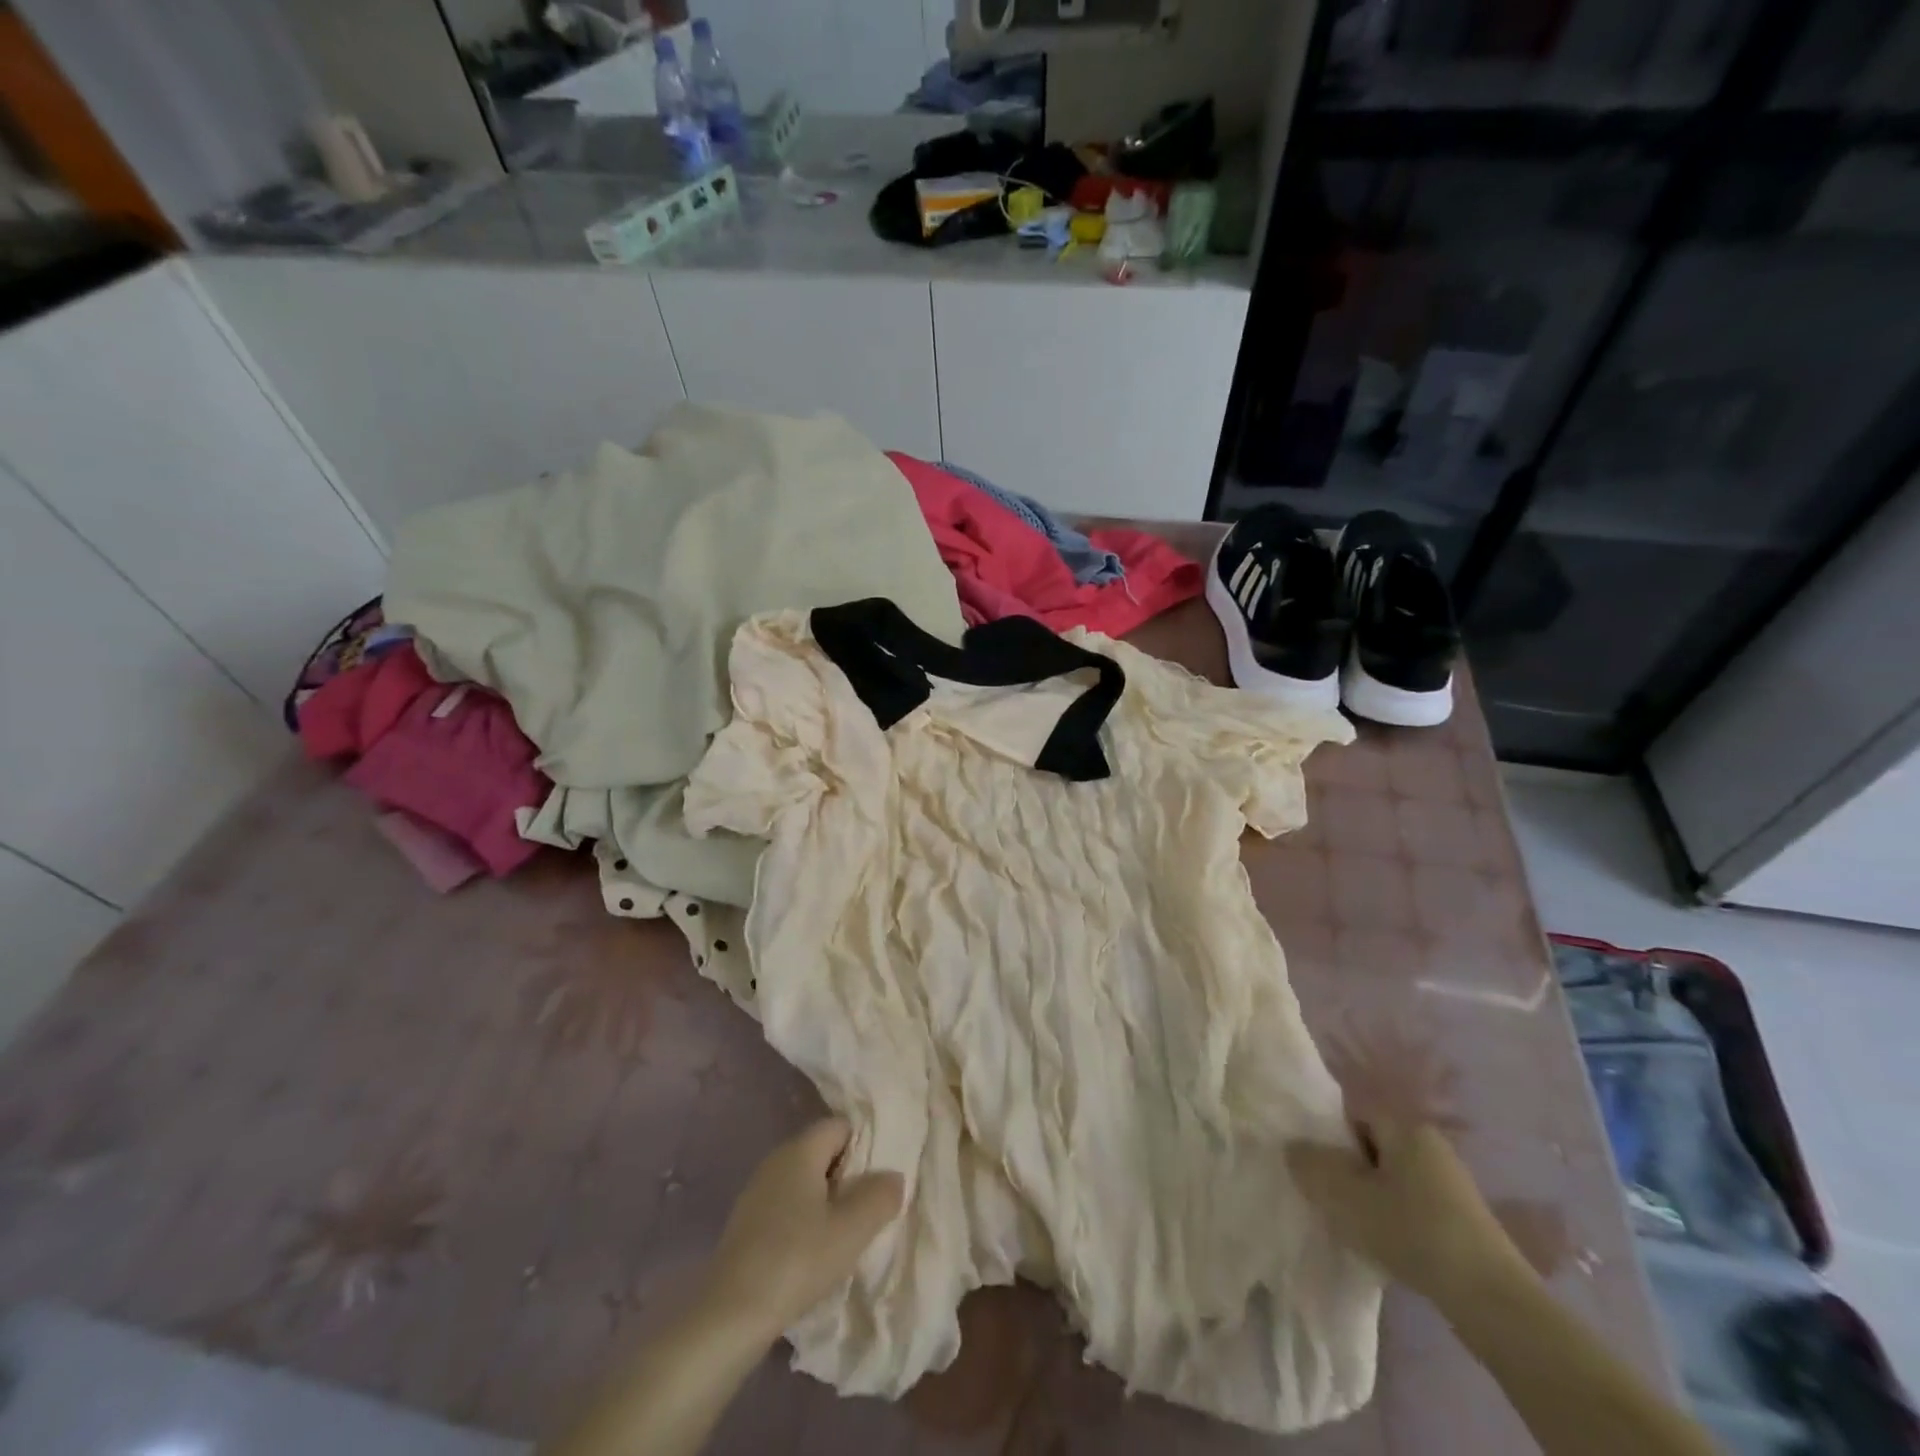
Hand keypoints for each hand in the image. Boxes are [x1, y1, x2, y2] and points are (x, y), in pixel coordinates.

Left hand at [701, 1118, 904, 1346]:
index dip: (864, 1147)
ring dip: (826, 1202)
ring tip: (843, 1237)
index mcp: (800, 1149)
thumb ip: (879, 1197)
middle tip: (866, 1212)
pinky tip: (811, 1255)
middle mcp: (776, 1159)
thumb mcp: (851, 1230)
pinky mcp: (746, 1223)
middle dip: (847, 1177)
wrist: (730, 1315)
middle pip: (822, 1152)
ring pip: (804, 1182)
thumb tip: (893, 1177)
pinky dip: (803, 1221)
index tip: (877, 1182)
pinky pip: (786, 1206)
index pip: (840, 1126)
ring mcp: (757, 1191)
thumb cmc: (796, 1260)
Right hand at [1287, 1119, 1527, 1304]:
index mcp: (1406, 1127)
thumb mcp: (1345, 1197)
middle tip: (1329, 1197)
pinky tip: (1387, 1246)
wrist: (1491, 1300)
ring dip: (1371, 1197)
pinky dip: (1396, 1220)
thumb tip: (1293, 1147)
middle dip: (1349, 1169)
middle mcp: (1431, 1145)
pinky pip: (1414, 1206)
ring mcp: (1452, 1184)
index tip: (1315, 1165)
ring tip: (1354, 1225)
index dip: (1329, 1135)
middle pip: (1373, 1146)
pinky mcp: (1465, 1221)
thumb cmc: (1411, 1231)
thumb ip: (1311, 1166)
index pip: (1355, 1113)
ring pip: (1393, 1179)